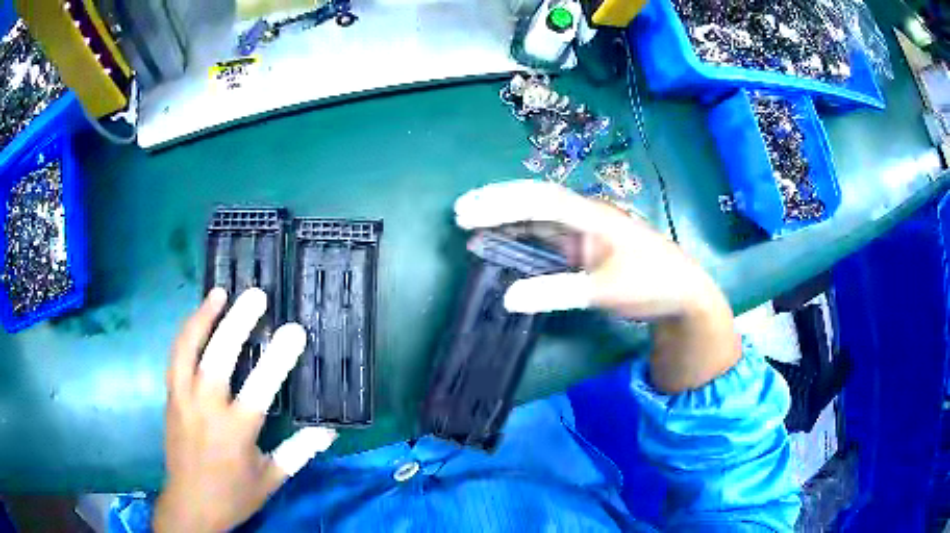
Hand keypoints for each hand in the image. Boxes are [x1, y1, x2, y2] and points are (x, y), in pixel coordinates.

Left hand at [154, 288, 337, 532]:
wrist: (190, 504)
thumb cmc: (233, 494)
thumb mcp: (271, 479)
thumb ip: (299, 452)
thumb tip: (329, 431)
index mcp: (236, 432)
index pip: (260, 388)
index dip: (278, 358)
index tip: (295, 331)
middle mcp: (205, 410)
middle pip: (218, 359)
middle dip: (237, 323)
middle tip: (255, 296)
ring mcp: (182, 400)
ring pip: (187, 350)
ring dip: (202, 318)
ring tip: (218, 294)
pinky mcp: (170, 398)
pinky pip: (176, 357)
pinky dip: (187, 334)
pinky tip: (197, 321)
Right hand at [455, 180, 739, 391]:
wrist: (682, 293)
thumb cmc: (650, 284)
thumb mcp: (604, 291)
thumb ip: (556, 292)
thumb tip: (507, 298)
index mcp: (591, 216)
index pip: (539, 199)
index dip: (502, 203)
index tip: (470, 212)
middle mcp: (585, 216)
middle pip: (535, 200)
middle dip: (497, 203)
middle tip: (460, 212)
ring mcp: (585, 231)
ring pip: (539, 218)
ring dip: (507, 219)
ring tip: (472, 225)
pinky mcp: (586, 247)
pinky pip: (548, 237)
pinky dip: (523, 238)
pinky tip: (505, 243)